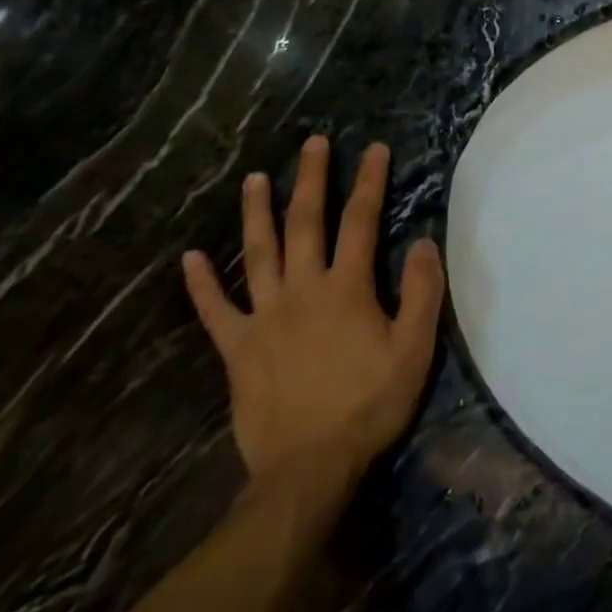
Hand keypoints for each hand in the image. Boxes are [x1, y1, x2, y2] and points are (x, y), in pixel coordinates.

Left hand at [183, 138, 443, 501]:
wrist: (308, 468)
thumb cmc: (369, 404)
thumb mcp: (414, 349)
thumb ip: (422, 291)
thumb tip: (423, 241)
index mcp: (346, 288)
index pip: (361, 221)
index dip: (369, 182)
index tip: (375, 149)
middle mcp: (302, 290)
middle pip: (305, 224)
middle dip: (311, 180)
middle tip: (312, 143)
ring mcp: (264, 318)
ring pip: (257, 255)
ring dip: (256, 214)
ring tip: (254, 179)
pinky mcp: (237, 350)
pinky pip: (215, 311)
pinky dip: (200, 285)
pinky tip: (187, 259)